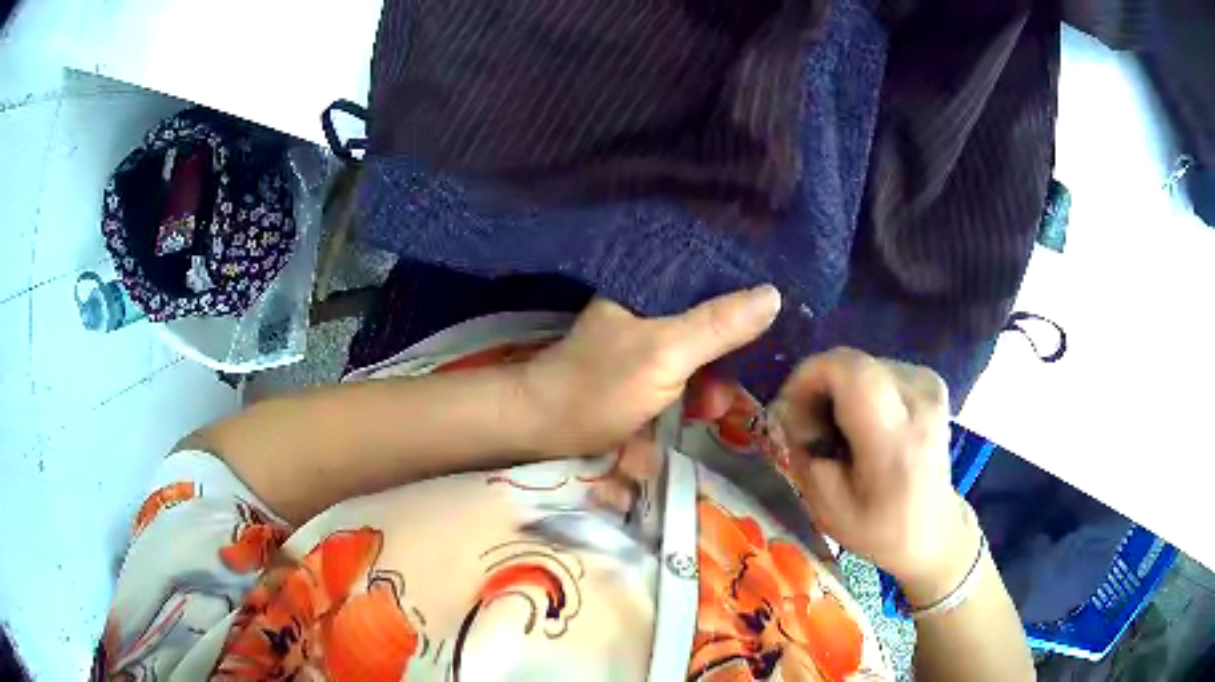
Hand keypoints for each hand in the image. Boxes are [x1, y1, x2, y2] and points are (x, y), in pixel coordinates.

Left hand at [520, 286, 780, 455]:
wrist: (544, 427)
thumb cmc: (600, 386)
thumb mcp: (665, 354)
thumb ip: (718, 325)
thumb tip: (774, 294)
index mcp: (652, 286)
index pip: (715, 274)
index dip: (747, 296)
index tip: (775, 325)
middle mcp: (651, 305)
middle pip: (712, 318)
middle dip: (728, 358)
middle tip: (729, 395)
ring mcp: (646, 340)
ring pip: (701, 351)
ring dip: (711, 384)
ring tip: (707, 413)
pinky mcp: (642, 370)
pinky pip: (685, 373)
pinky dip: (695, 393)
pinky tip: (695, 414)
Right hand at [769, 348, 980, 604]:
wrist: (933, 528)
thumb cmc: (878, 528)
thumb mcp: (827, 507)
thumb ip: (804, 454)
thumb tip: (789, 412)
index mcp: (894, 442)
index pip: (850, 373)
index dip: (808, 377)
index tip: (789, 411)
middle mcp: (918, 402)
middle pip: (851, 363)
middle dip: (817, 386)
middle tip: (808, 427)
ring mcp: (928, 386)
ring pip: (860, 364)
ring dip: (836, 389)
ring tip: (835, 429)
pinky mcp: (930, 381)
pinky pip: (877, 369)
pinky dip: (857, 389)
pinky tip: (860, 422)